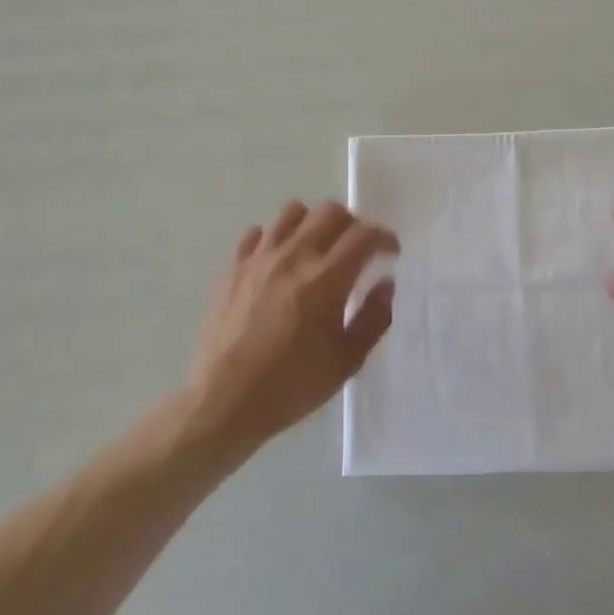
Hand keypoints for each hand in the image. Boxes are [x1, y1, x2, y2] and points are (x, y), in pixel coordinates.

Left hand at [187, 200, 396, 454]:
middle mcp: (294, 256)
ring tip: (317, 247)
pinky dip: (274, 239)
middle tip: (356, 250)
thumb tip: (385, 283)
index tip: (389, 253)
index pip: (364, 235)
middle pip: (331, 212)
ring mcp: (259, 258)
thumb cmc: (291, 386)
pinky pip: (257, 234)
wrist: (224, 402)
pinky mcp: (232, 267)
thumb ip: (374, 317)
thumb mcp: (347, 361)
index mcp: (326, 279)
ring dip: (313, 223)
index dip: (384, 238)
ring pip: (292, 211)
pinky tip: (278, 262)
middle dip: (353, 224)